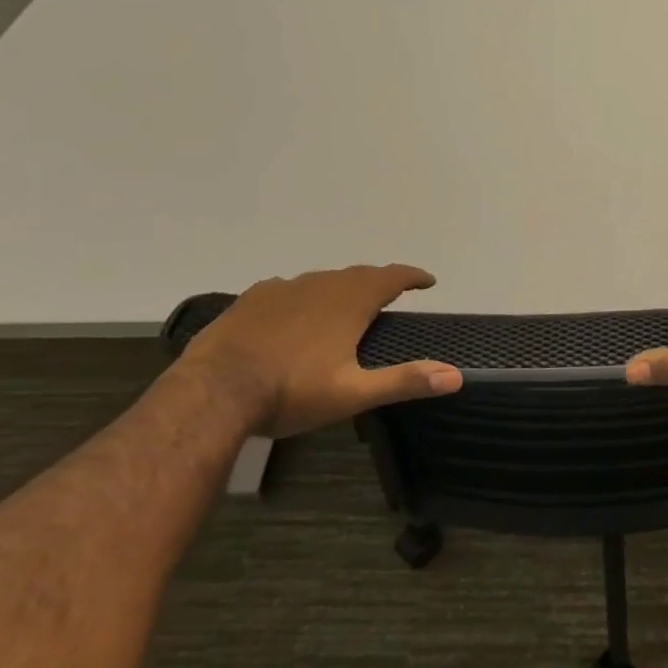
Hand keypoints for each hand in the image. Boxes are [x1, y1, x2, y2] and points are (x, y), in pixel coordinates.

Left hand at [183, 265, 461, 437]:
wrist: (212, 393)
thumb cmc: (291, 392)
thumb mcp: (353, 393)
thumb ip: (405, 381)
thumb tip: (456, 377)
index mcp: (350, 302)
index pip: (392, 277)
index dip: (413, 276)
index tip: (428, 281)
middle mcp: (320, 285)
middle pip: (359, 274)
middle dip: (380, 282)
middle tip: (392, 294)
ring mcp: (283, 288)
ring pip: (323, 279)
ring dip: (342, 287)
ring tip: (347, 304)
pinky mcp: (252, 299)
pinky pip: (289, 288)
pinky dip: (305, 295)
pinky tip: (296, 311)